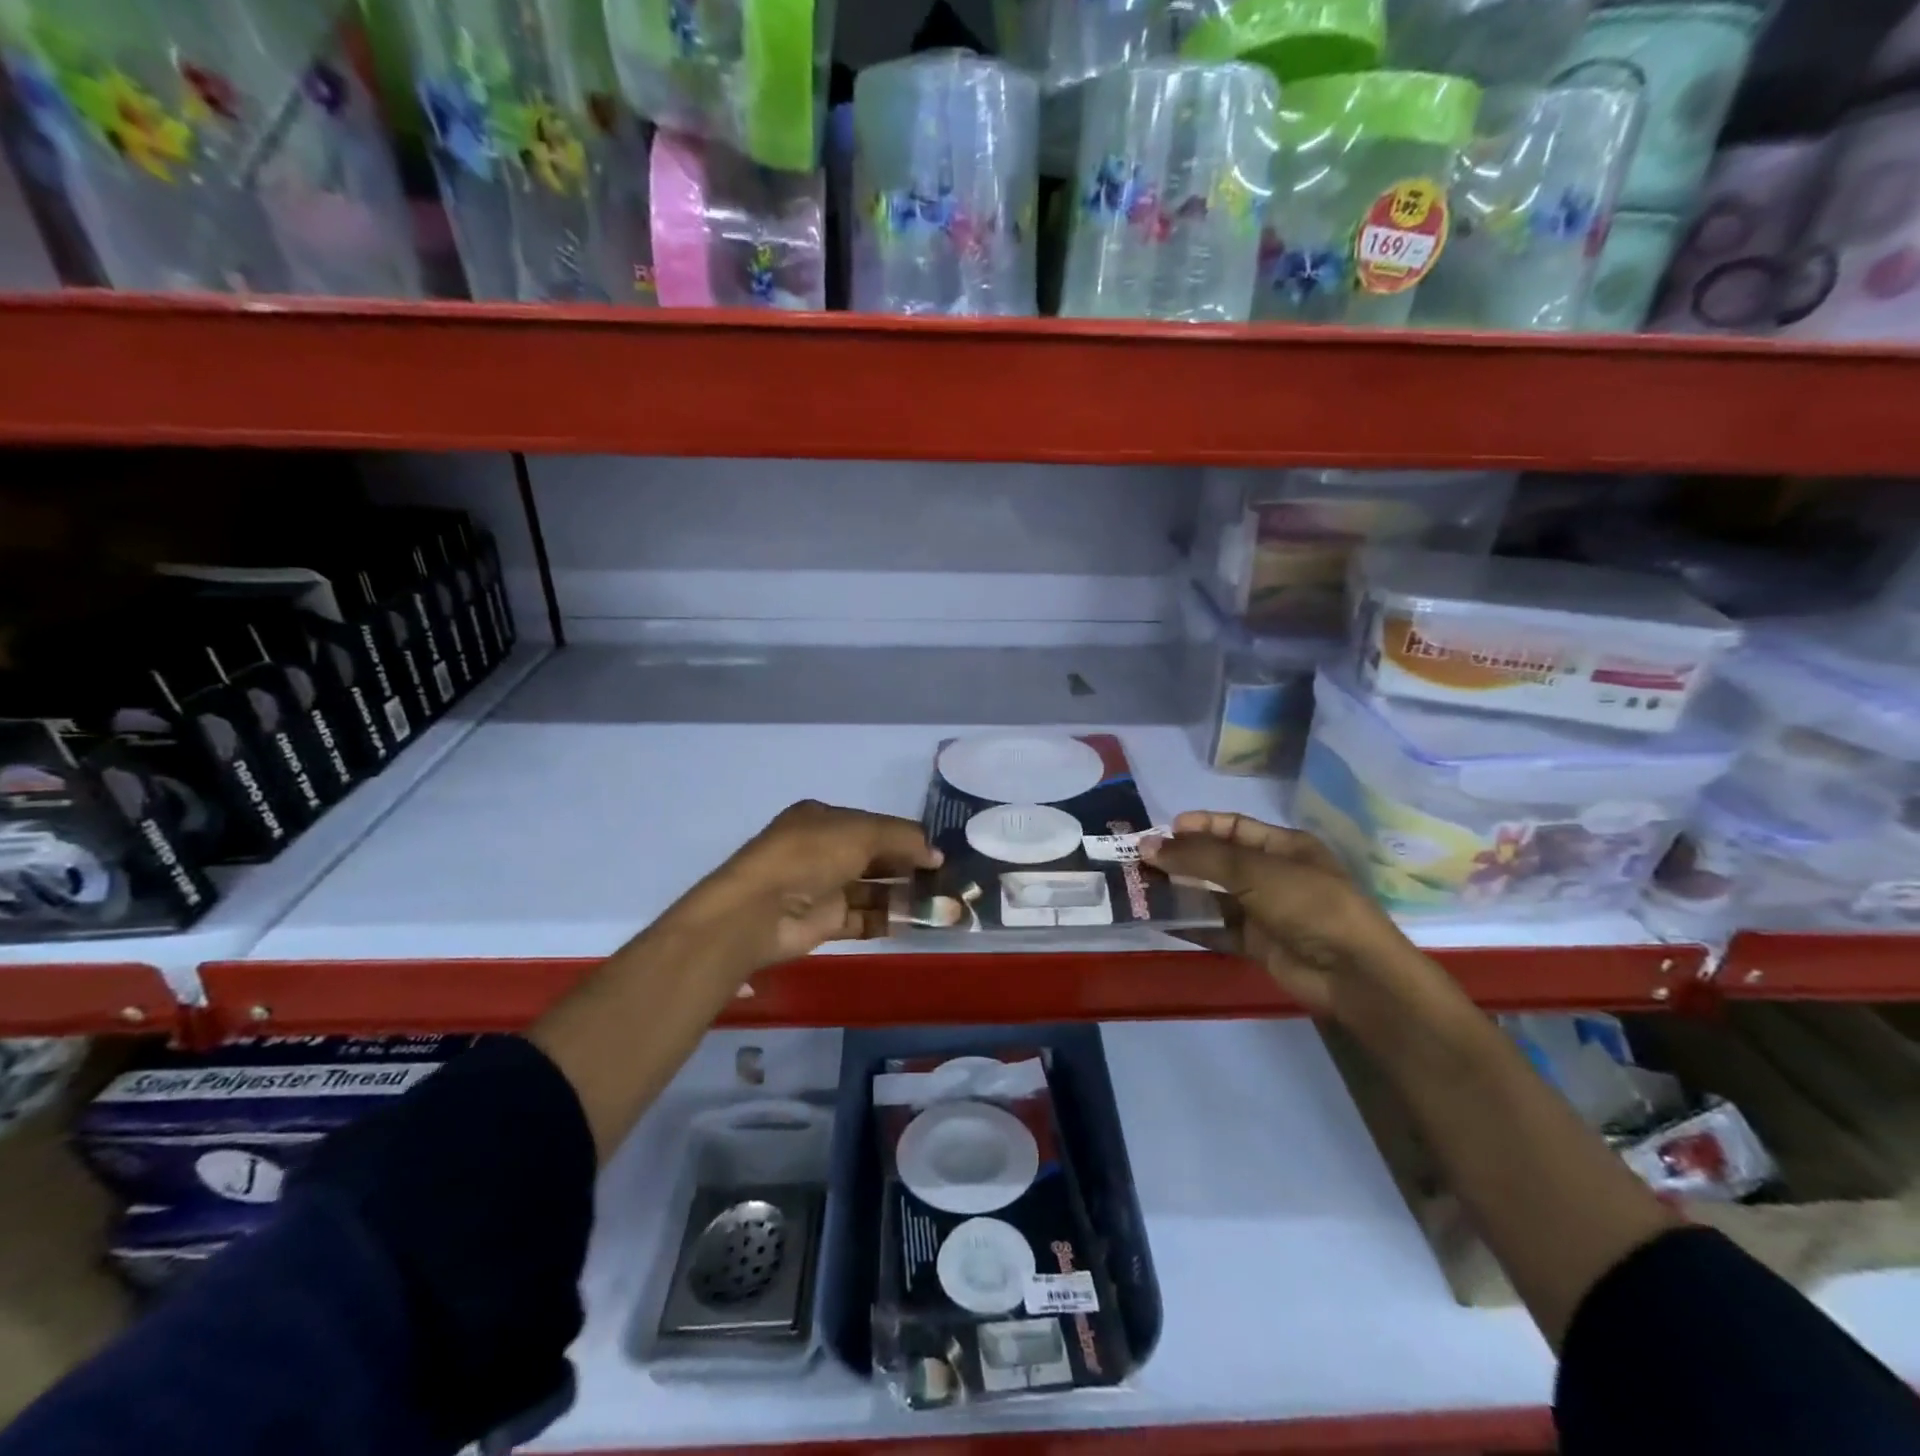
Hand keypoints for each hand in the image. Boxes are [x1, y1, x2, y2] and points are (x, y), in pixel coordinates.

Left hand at [669, 800, 941, 971]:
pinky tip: (918, 922)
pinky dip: (889, 919)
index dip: (906, 837)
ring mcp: (823, 887)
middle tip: (948, 879)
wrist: (760, 910)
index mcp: (824, 819)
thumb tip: (936, 853)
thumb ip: (903, 838)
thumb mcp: (862, 833)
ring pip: (872, 890)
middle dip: (909, 867)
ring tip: (942, 903)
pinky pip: (864, 918)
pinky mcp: (824, 922)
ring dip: (904, 895)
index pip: (874, 825)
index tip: (939, 851)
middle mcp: (823, 850)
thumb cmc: (810, 855)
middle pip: (875, 857)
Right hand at [1141, 810, 1423, 1019]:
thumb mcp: (1253, 871)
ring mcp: (1265, 911)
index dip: (1198, 826)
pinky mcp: (1257, 944)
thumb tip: (1147, 845)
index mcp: (1283, 846)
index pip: (1232, 827)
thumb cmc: (1307, 904)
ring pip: (1214, 896)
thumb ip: (1199, 857)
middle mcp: (1273, 875)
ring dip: (1181, 893)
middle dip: (1181, 861)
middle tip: (1140, 863)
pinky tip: (1160, 921)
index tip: (1161, 832)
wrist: (1352, 973)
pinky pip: (1217, 929)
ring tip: (1141, 890)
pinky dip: (1191, 925)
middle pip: (1218, 862)